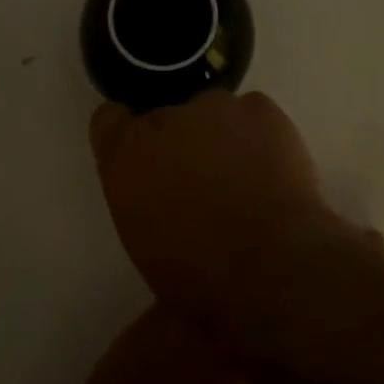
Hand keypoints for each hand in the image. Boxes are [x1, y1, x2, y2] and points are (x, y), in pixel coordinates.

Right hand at [90, 91, 373, 319]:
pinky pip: (254, 113)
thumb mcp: (146, 249)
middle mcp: (163, 119)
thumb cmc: (199, 276)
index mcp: (125, 155)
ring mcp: (214, 107)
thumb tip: (156, 223)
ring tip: (245, 178)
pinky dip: (261, 134)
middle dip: (179, 144)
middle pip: (165, 118)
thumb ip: (143, 208)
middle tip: (204, 183)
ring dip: (220, 136)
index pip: (110, 121)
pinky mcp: (260, 109)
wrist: (271, 266)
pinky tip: (273, 168)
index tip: (145, 158)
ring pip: (212, 112)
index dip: (128, 136)